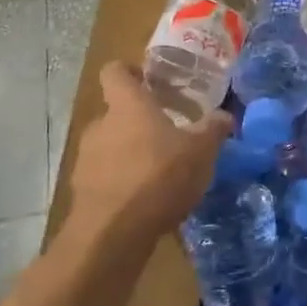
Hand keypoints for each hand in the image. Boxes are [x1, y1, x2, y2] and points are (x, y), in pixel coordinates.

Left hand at [67, 63, 231, 247]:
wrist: (112, 234)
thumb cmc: (159, 176)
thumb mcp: (200, 151)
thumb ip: (213, 129)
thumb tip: (225, 116)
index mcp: (126, 105)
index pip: (114, 71)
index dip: (130, 71)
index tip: (150, 81)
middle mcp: (100, 125)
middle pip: (116, 112)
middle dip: (139, 122)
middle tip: (168, 135)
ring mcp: (85, 159)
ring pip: (109, 146)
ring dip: (130, 154)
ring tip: (159, 173)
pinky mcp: (81, 192)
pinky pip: (105, 178)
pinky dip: (121, 184)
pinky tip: (145, 201)